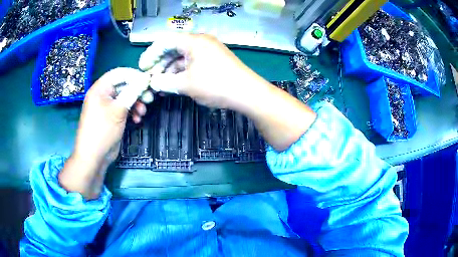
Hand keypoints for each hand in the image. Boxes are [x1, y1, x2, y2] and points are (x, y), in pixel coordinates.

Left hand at [59, 68, 147, 199]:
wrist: (93, 157)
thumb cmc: (102, 131)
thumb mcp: (118, 110)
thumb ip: (132, 92)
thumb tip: (145, 79)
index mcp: (100, 88)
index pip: (119, 73)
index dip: (134, 76)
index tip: (148, 83)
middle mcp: (103, 94)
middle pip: (123, 85)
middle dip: (137, 92)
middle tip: (149, 99)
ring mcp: (106, 106)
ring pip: (125, 98)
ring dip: (135, 103)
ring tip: (142, 113)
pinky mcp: (111, 117)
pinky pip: (123, 108)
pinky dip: (131, 112)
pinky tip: (137, 120)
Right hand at [139, 33, 268, 109]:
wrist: (248, 93)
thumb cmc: (216, 85)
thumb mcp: (186, 85)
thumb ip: (165, 82)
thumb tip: (153, 82)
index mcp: (193, 41)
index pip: (164, 42)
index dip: (150, 54)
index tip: (143, 68)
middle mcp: (200, 41)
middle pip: (173, 49)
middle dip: (159, 64)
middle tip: (150, 79)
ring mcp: (208, 50)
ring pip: (182, 57)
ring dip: (170, 70)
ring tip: (160, 85)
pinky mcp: (214, 60)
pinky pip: (192, 62)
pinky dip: (182, 72)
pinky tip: (174, 83)